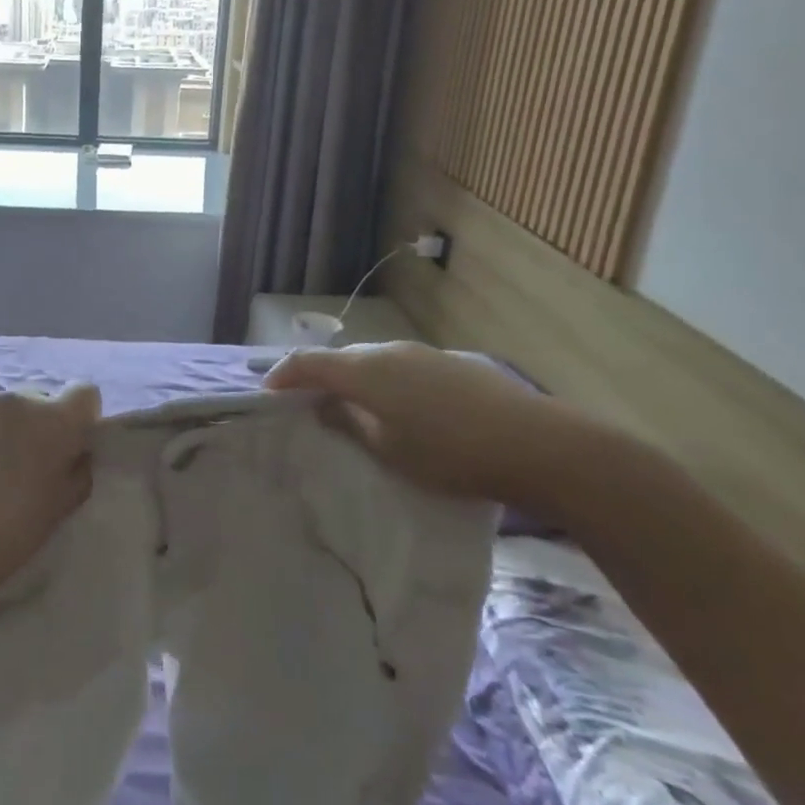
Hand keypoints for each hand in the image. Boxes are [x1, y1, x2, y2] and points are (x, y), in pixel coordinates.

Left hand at [0, 384, 101, 587]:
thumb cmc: (9, 534)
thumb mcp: (61, 508)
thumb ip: (78, 470)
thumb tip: (77, 451)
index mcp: (55, 422)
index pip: (84, 393)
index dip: (78, 416)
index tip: (67, 442)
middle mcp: (18, 399)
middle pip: (35, 401)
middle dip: (32, 426)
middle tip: (17, 466)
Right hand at [265, 342, 601, 509]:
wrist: (536, 444)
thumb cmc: (450, 453)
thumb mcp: (388, 449)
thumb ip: (349, 423)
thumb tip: (325, 405)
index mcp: (365, 371)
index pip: (308, 362)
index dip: (282, 375)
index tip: (267, 395)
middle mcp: (389, 351)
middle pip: (340, 359)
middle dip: (318, 378)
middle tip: (307, 406)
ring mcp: (422, 353)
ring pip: (372, 361)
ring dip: (353, 380)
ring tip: (352, 409)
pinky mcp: (450, 363)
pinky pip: (400, 366)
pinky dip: (384, 382)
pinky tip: (399, 407)